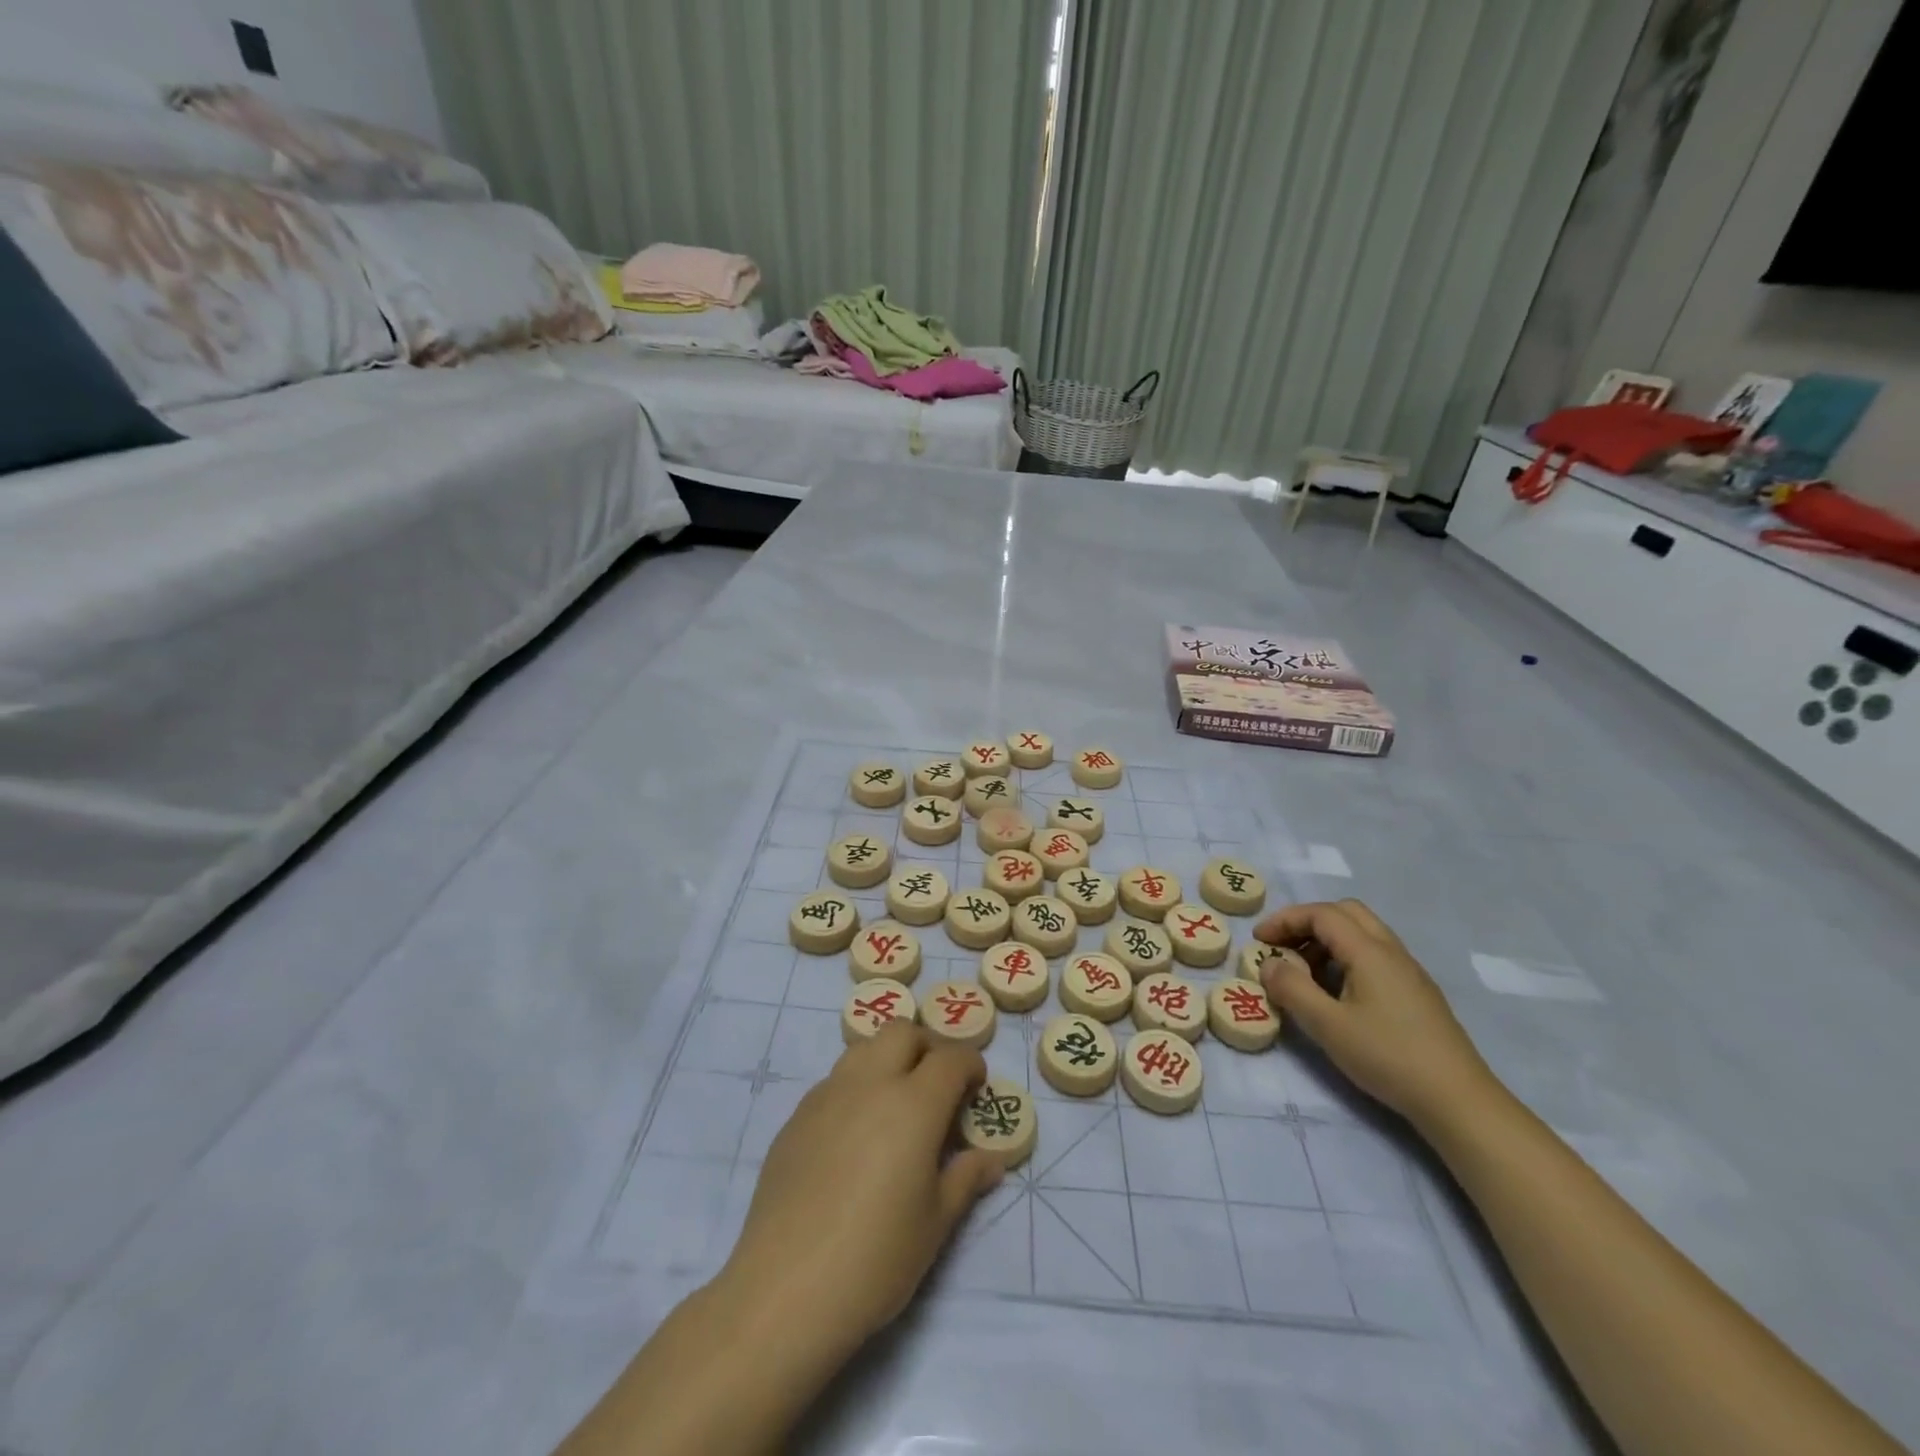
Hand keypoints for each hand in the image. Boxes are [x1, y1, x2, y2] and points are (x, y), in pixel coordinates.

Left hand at [716, 1021, 1002, 1355]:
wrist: (785, 1289)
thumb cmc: (875, 1259)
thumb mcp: (935, 1224)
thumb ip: (965, 1179)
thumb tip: (990, 1159)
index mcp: (913, 1104)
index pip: (951, 1058)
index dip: (970, 1065)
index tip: (976, 1087)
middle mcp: (870, 1083)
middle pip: (903, 1032)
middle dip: (928, 1047)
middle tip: (937, 1085)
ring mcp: (827, 1095)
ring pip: (864, 1048)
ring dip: (888, 1059)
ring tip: (896, 1103)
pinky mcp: (797, 1116)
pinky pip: (835, 1081)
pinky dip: (857, 1087)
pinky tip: (856, 1134)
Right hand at [1254, 899, 1498, 1130]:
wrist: (1458, 1100)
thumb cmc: (1388, 1057)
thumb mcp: (1327, 1025)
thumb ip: (1291, 988)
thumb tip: (1269, 963)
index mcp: (1369, 951)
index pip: (1321, 914)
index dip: (1285, 920)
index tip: (1259, 941)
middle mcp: (1391, 951)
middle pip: (1345, 913)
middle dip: (1307, 922)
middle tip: (1282, 948)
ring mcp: (1408, 971)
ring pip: (1362, 933)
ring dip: (1326, 941)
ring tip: (1304, 973)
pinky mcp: (1416, 993)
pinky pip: (1374, 955)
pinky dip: (1345, 958)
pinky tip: (1336, 993)